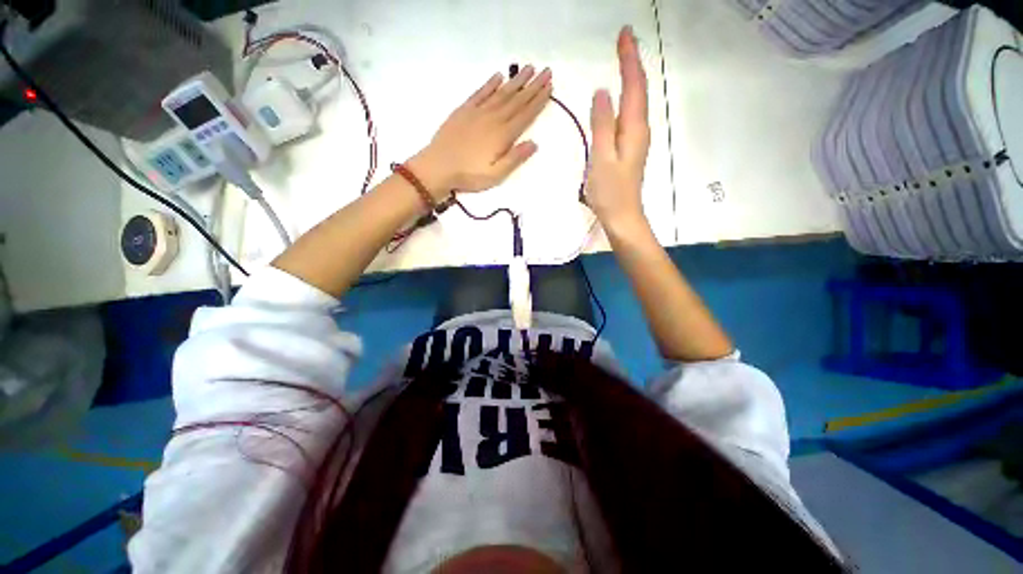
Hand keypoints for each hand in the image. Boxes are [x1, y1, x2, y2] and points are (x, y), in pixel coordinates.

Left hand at [410, 66, 552, 198]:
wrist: (438, 166)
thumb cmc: (469, 175)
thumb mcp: (496, 175)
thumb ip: (515, 158)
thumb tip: (534, 143)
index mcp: (503, 135)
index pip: (525, 115)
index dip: (538, 101)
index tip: (549, 87)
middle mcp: (493, 118)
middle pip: (517, 100)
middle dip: (533, 86)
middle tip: (546, 71)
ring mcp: (478, 112)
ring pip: (501, 93)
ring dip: (516, 81)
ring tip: (529, 68)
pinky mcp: (464, 110)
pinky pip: (480, 93)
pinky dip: (491, 83)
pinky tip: (499, 76)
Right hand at [586, 26, 650, 232]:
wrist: (622, 217)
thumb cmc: (610, 191)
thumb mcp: (601, 158)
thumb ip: (602, 125)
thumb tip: (602, 92)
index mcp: (633, 129)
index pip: (634, 86)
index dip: (630, 59)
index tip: (625, 34)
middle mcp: (639, 130)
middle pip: (638, 90)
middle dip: (632, 63)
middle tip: (623, 41)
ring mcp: (636, 140)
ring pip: (635, 102)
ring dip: (631, 78)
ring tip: (623, 60)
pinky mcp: (630, 149)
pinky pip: (629, 116)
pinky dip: (626, 99)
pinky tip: (619, 98)